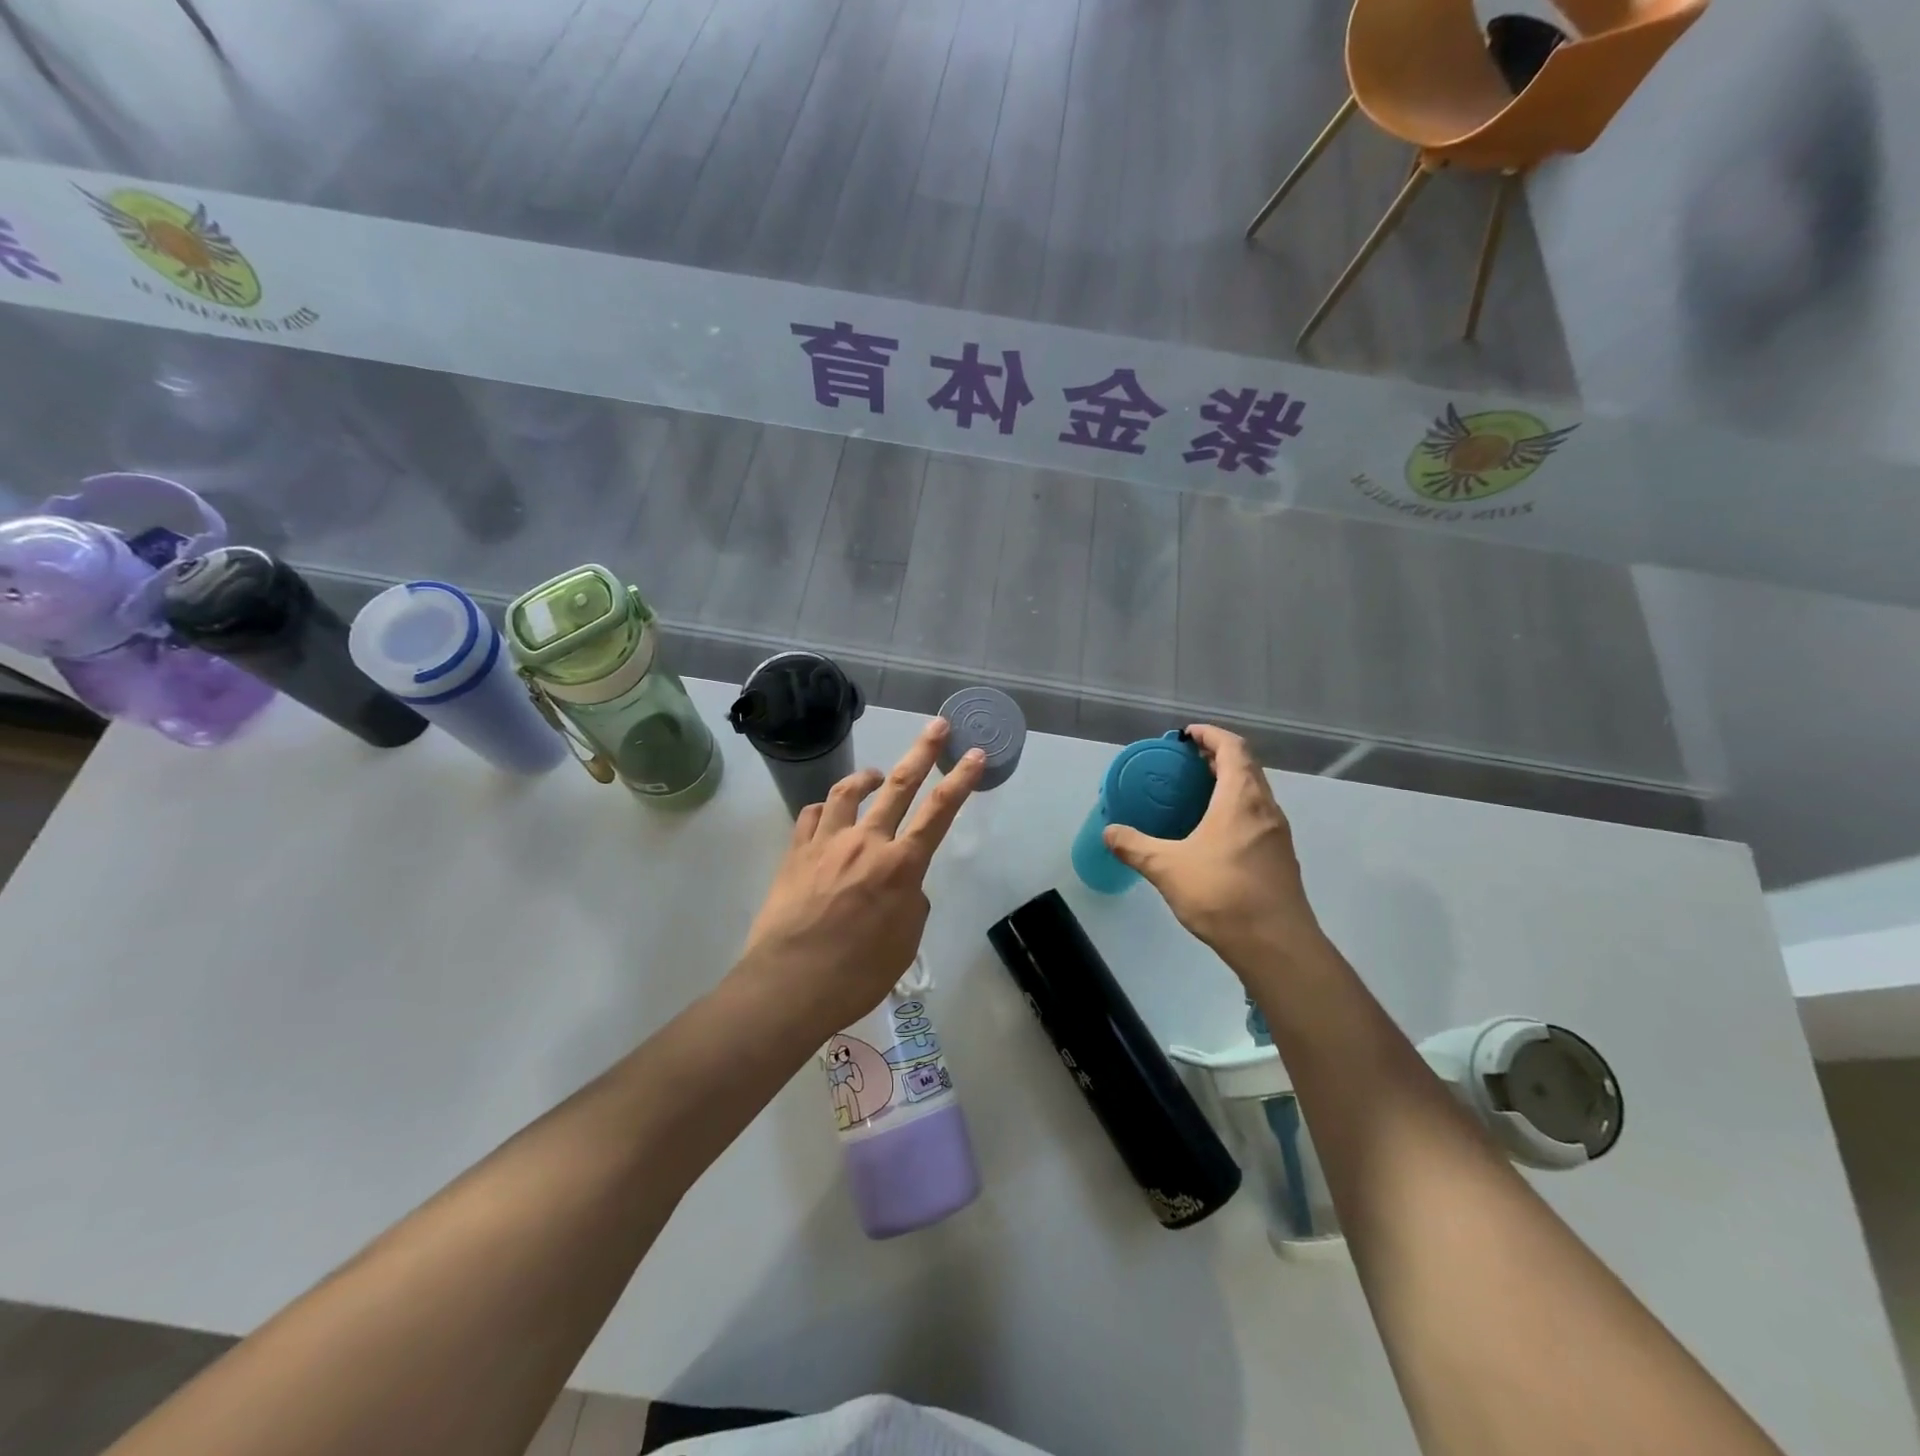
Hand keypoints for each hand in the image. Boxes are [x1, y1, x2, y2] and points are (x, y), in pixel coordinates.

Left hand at [738, 719, 984, 1033]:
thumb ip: (910, 903)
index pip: (940, 811)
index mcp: (901, 866)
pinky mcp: (795, 852)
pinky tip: (830, 814)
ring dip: (867, 777)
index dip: (961, 779)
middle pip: (899, 785)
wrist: (789, 984)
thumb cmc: (857, 974)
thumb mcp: (904, 943)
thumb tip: (901, 885)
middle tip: (937, 726)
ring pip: (848, 791)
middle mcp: (867, 842)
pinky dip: (827, 809)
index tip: (975, 754)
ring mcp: (827, 842)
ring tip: (876, 776)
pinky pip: (813, 815)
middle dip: (923, 752)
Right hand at [1103, 724, 1325, 968]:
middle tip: (1186, 762)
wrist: (1276, 945)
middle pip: (1247, 767)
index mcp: (1242, 799)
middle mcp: (1265, 808)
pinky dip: (1236, 808)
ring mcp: (1277, 834)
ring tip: (1197, 793)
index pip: (1233, 748)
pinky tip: (1214, 832)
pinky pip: (1257, 816)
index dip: (1211, 735)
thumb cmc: (1223, 895)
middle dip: (1218, 756)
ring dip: (1229, 783)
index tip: (1187, 735)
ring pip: (1255, 793)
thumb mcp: (1167, 869)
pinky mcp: (1280, 857)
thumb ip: (1135, 847)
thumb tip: (1109, 833)